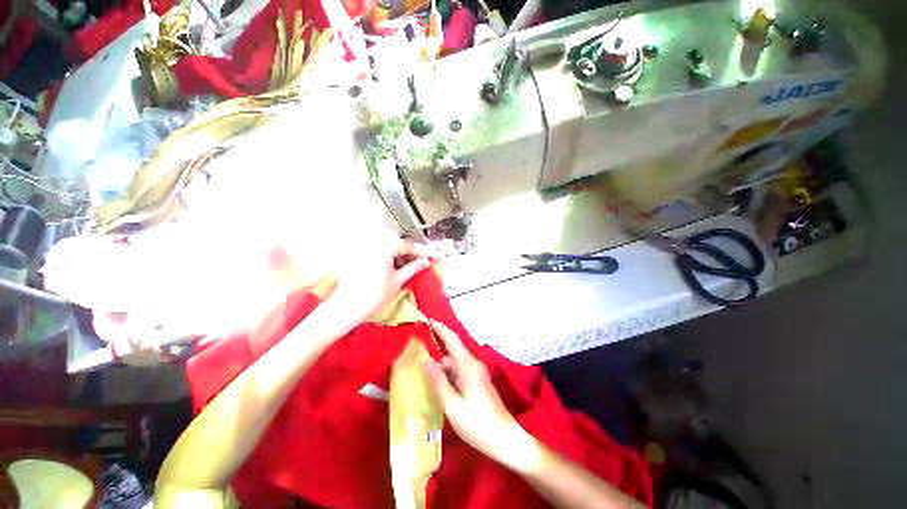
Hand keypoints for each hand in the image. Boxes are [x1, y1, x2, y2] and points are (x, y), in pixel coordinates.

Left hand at [321, 235, 430, 332]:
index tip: (427, 258)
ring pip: (386, 246)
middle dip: (407, 251)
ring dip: (397, 253)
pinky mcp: (358, 255)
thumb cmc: (376, 295)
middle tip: (416, 263)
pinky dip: (386, 256)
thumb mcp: (398, 281)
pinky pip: (377, 251)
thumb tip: (426, 261)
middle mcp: (374, 244)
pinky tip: (390, 267)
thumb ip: (413, 268)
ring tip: (403, 267)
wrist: (347, 307)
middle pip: (396, 242)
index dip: (419, 252)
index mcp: (385, 247)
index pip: (407, 245)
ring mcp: (364, 249)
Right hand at [423, 320, 535, 469]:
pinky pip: (458, 373)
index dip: (440, 328)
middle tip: (414, 352)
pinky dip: (446, 375)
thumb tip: (426, 362)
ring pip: (454, 364)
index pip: (452, 339)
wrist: (506, 440)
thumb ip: (439, 383)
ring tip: (420, 370)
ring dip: (439, 366)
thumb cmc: (479, 425)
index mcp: (468, 366)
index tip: (427, 320)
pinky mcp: (477, 383)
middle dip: (435, 350)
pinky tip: (435, 385)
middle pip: (451, 352)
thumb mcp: (453, 407)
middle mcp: (473, 365)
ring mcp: (476, 374)